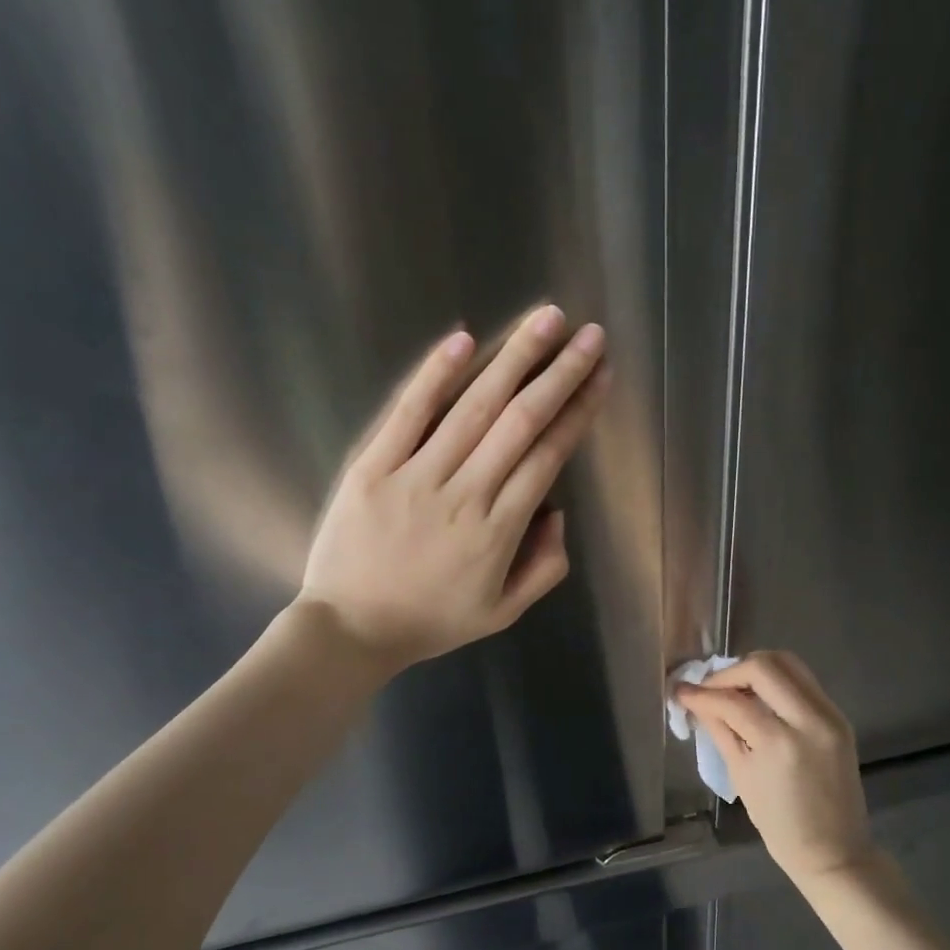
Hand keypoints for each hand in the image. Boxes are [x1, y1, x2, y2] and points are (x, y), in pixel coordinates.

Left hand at [297, 305, 610, 674]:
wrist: (348, 630)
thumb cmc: (430, 621)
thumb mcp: (502, 613)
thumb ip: (544, 568)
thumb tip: (558, 513)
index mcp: (499, 531)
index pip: (548, 457)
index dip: (578, 412)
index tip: (601, 376)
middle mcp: (465, 494)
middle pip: (521, 422)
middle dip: (560, 374)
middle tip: (589, 334)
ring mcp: (416, 476)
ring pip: (474, 408)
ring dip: (513, 359)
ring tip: (545, 319)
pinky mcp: (372, 467)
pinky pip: (407, 414)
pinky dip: (435, 376)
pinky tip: (464, 339)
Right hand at [674, 651, 873, 886]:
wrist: (835, 851)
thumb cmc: (780, 825)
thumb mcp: (741, 776)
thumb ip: (720, 730)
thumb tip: (695, 701)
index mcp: (780, 744)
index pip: (733, 701)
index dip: (702, 693)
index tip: (681, 690)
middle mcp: (810, 720)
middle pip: (765, 666)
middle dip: (730, 672)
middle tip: (711, 688)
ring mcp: (830, 715)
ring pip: (788, 663)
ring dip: (755, 670)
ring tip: (734, 689)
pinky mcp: (839, 716)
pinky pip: (803, 681)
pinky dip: (776, 681)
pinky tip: (759, 698)